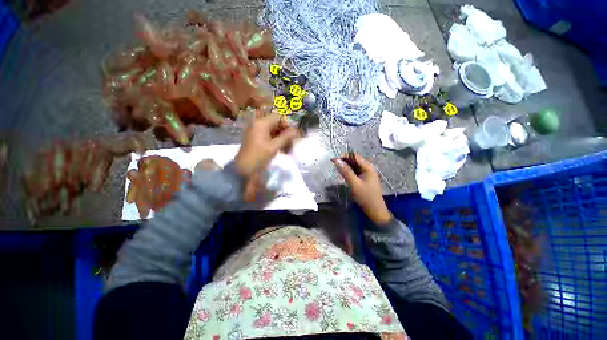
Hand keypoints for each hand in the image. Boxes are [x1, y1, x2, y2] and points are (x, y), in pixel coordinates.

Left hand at [235, 112, 298, 200]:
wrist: (243, 169)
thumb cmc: (258, 157)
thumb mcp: (274, 147)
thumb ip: (286, 137)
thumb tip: (297, 131)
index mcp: (261, 123)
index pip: (278, 117)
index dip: (287, 125)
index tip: (292, 136)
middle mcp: (258, 124)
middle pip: (276, 124)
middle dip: (285, 133)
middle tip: (291, 144)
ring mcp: (256, 131)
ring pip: (273, 130)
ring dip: (281, 138)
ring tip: (287, 150)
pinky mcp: (256, 138)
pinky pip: (269, 136)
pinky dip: (276, 141)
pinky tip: (281, 150)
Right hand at [332, 155, 392, 225]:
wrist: (375, 211)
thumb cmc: (365, 197)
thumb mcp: (354, 184)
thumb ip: (346, 171)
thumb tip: (337, 160)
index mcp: (368, 167)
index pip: (355, 156)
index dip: (344, 156)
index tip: (334, 159)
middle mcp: (368, 168)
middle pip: (355, 160)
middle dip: (344, 160)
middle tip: (334, 164)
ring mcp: (367, 174)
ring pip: (355, 166)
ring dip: (346, 166)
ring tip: (337, 168)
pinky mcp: (365, 179)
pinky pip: (356, 172)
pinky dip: (349, 171)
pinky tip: (344, 174)